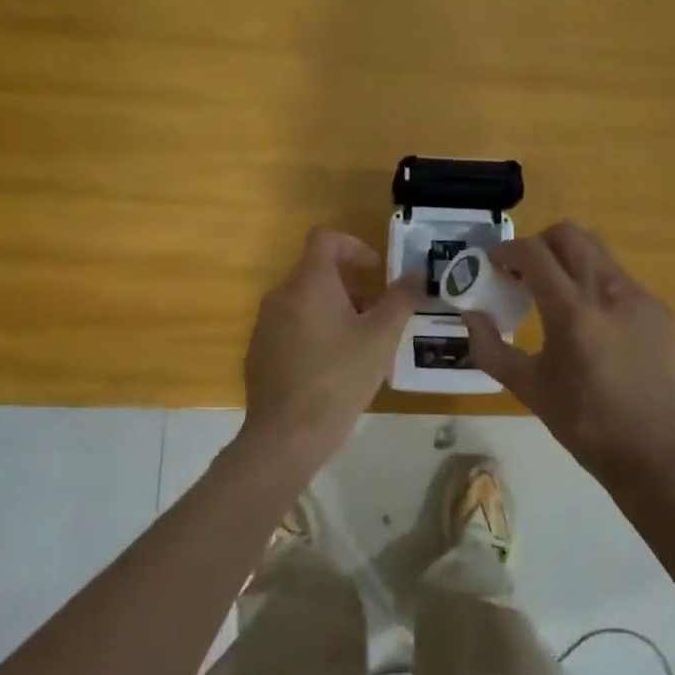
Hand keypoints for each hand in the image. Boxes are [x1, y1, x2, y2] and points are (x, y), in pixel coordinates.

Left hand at [240, 228, 420, 464]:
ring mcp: (265, 325)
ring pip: (304, 302)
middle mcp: (281, 295)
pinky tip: (333, 368)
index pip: (325, 239)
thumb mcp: (382, 337)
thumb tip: (414, 275)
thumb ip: (400, 299)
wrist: (287, 435)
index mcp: (309, 283)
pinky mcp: (259, 352)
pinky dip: (315, 332)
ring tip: (360, 345)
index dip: (354, 246)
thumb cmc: (340, 377)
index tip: (375, 270)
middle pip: (317, 272)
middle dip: (351, 287)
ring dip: (334, 311)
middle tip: (377, 316)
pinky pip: (291, 327)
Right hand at [463, 221, 674, 478]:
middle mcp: (609, 292)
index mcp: (572, 313)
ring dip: (569, 258)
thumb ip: (490, 348)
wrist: (654, 453)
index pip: (534, 253)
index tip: (494, 265)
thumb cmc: (584, 424)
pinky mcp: (660, 311)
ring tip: (556, 292)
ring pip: (598, 251)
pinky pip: (620, 278)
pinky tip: (592, 321)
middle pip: (569, 235)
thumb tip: (471, 315)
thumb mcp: (528, 388)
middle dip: (539, 243)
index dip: (507, 251)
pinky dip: (596, 283)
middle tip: (523, 272)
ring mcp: (640, 298)